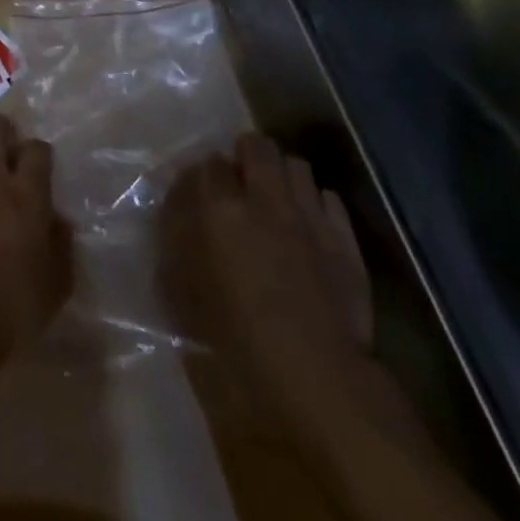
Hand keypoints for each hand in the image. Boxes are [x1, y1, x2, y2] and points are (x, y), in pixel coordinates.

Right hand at [162, 133, 372, 418]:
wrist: (320, 375)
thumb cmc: (240, 340)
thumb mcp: (187, 294)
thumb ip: (176, 246)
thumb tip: (174, 220)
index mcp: (221, 208)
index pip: (208, 162)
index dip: (204, 174)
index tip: (201, 192)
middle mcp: (264, 198)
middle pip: (256, 145)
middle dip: (246, 156)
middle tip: (240, 182)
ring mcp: (309, 214)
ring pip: (296, 164)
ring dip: (283, 175)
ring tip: (277, 198)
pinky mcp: (345, 238)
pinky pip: (329, 198)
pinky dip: (316, 203)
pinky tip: (311, 225)